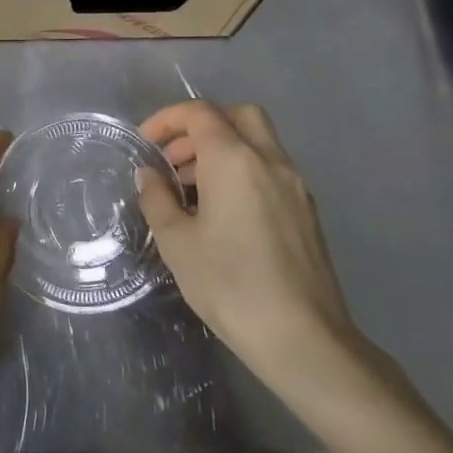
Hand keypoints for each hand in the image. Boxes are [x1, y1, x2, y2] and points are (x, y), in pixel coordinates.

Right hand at [137, 101, 370, 403]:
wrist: (302, 338)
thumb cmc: (229, 285)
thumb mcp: (177, 242)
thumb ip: (157, 199)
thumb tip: (149, 175)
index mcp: (234, 159)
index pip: (199, 113)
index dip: (167, 120)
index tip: (145, 144)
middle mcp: (270, 160)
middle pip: (237, 116)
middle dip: (200, 127)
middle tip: (174, 159)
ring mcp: (295, 185)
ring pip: (257, 142)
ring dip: (222, 150)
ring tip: (191, 190)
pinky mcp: (306, 211)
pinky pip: (270, 169)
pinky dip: (243, 171)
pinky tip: (223, 213)